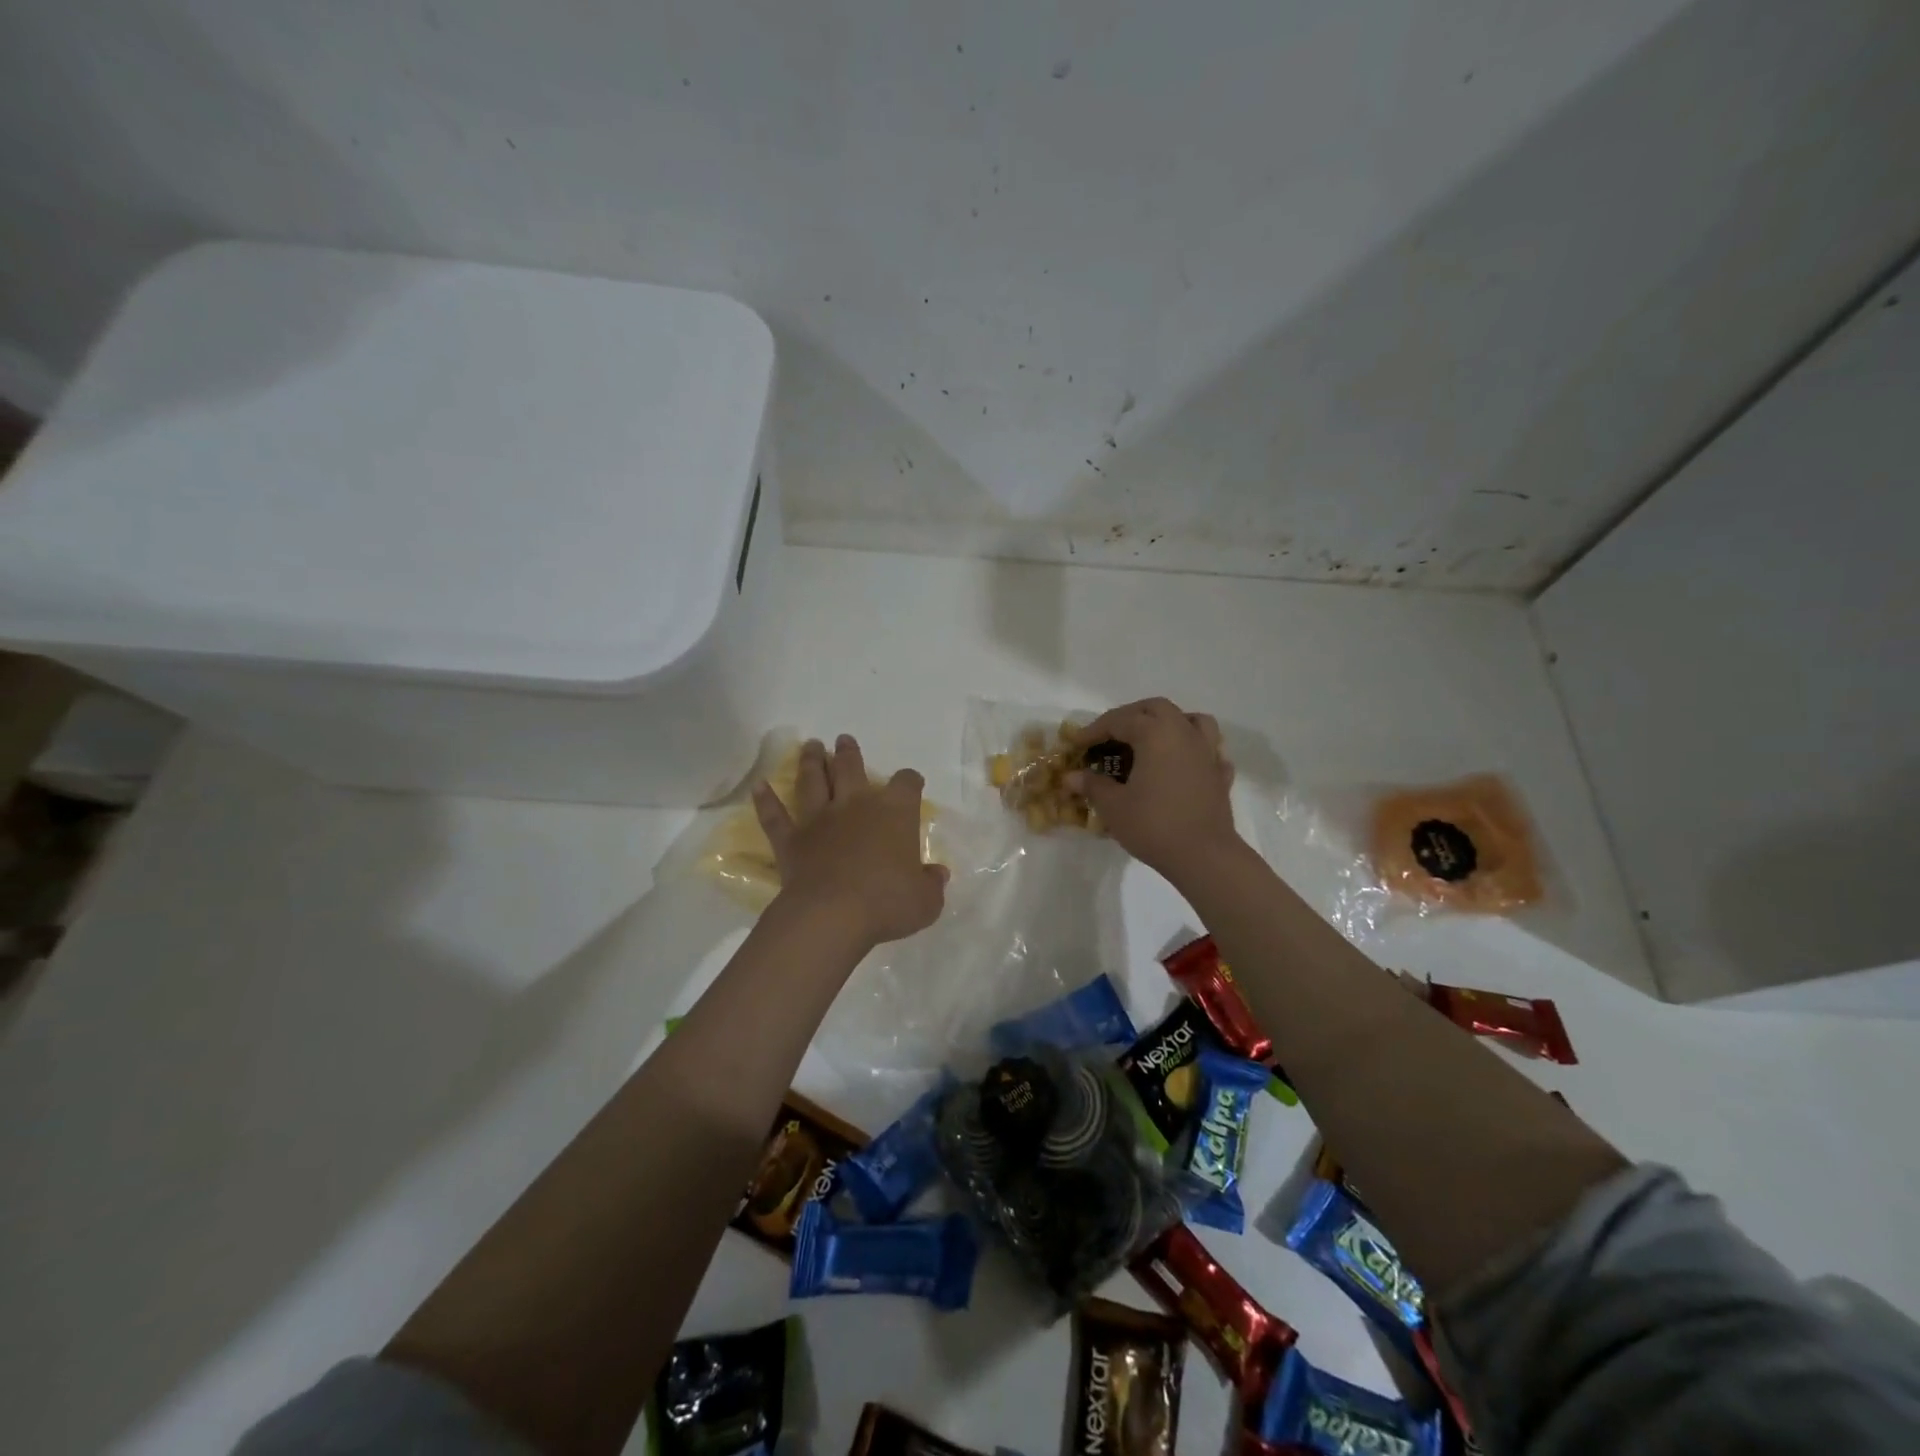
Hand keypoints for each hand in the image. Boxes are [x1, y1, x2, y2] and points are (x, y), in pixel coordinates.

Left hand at [753, 735, 948, 947]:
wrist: (832, 915)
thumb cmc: (887, 904)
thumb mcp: (925, 901)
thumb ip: (931, 884)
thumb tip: (937, 875)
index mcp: (895, 813)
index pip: (906, 784)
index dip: (910, 781)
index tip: (911, 782)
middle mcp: (856, 805)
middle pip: (851, 768)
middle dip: (849, 753)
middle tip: (844, 740)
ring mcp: (819, 819)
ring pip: (813, 781)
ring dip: (812, 762)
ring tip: (811, 746)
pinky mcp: (791, 840)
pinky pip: (775, 816)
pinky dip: (766, 801)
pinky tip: (759, 787)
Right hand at [1065, 698, 1238, 882]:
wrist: (1203, 856)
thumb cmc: (1153, 825)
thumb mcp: (1113, 806)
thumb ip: (1092, 786)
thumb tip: (1070, 778)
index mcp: (1155, 733)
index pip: (1119, 720)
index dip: (1094, 730)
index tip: (1077, 744)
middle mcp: (1183, 733)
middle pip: (1156, 708)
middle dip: (1130, 715)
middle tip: (1110, 735)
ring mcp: (1207, 752)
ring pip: (1191, 720)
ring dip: (1169, 722)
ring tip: (1152, 738)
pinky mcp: (1220, 774)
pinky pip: (1209, 749)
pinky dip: (1193, 750)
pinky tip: (1183, 764)